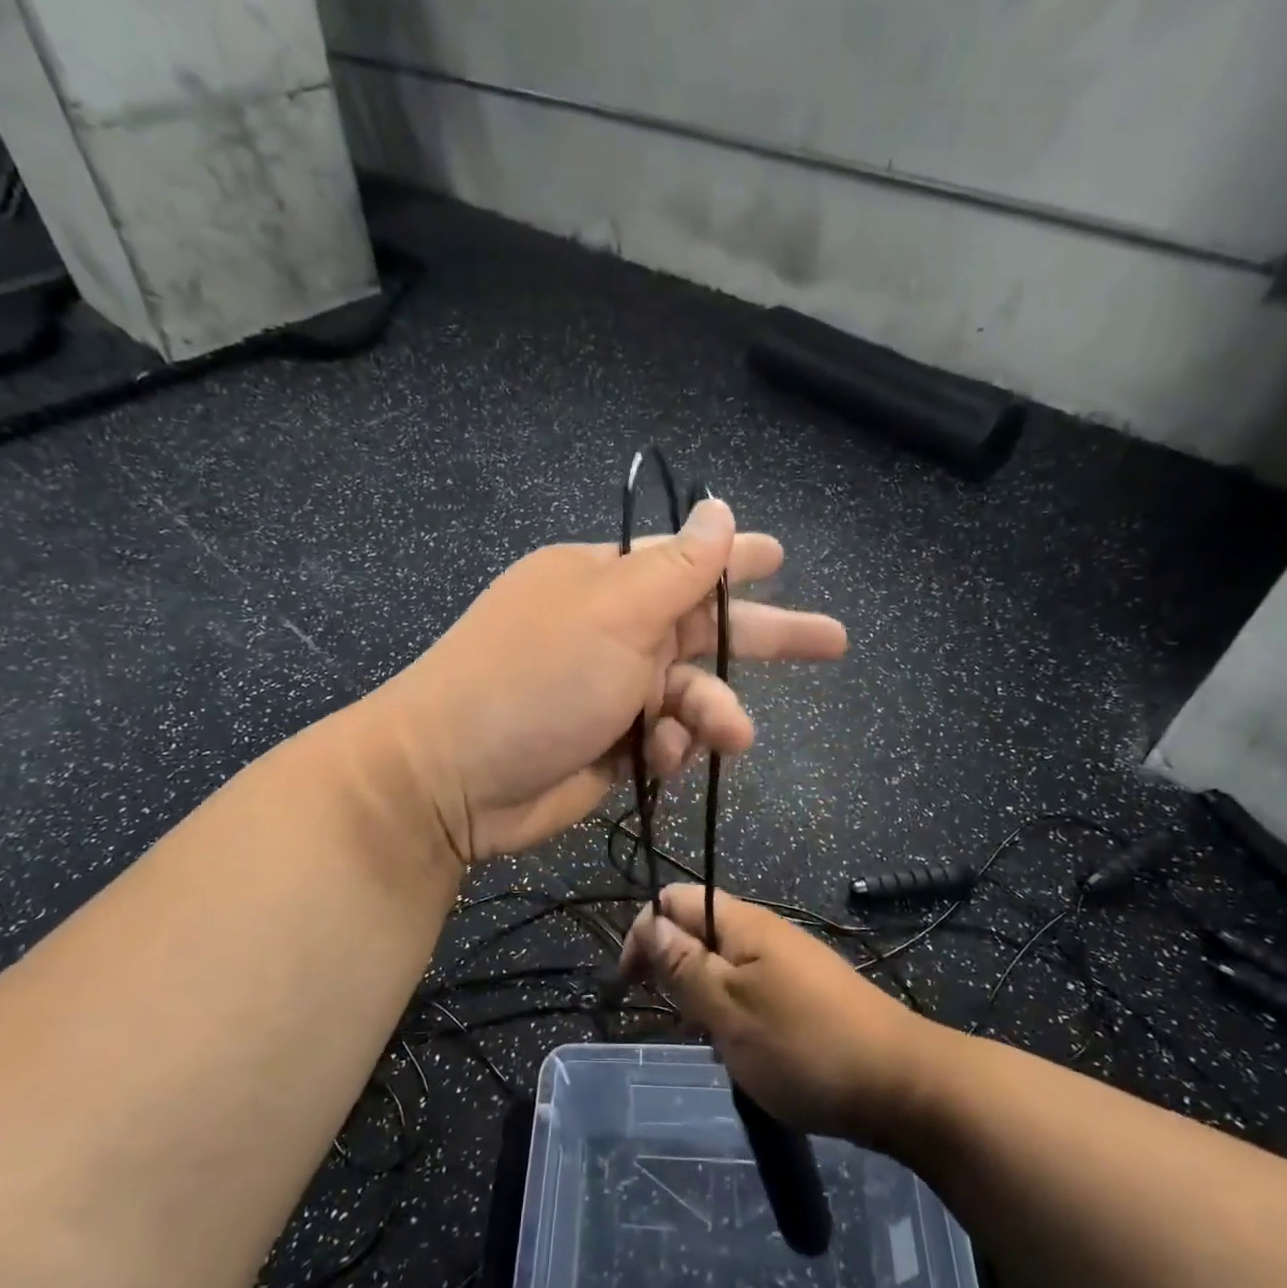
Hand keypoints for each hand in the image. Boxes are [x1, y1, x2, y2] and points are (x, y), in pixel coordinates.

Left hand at [376, 500, 846, 861]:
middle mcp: (610, 630)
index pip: (685, 560)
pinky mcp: (608, 745)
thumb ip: (677, 569)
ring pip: (690, 693)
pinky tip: (662, 758)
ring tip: (731, 736)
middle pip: (704, 627)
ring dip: (713, 713)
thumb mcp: (614, 613)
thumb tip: (719, 509)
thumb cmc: (535, 679)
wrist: (453, 778)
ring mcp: (608, 690)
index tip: (781, 556)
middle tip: (832, 642)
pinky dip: (672, 748)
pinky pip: (665, 739)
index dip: (736, 559)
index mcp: (605, 582)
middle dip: (766, 638)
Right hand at [619, 884, 929, 1144]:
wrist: (904, 1086)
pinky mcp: (805, 993)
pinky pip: (750, 988)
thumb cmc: (804, 1046)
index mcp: (742, 923)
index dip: (644, 933)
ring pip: (722, 964)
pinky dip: (731, 1012)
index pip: (673, 900)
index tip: (631, 985)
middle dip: (671, 967)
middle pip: (697, 930)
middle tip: (670, 1018)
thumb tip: (648, 922)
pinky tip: (738, 1051)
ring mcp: (788, 962)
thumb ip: (683, 965)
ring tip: (704, 1040)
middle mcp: (764, 932)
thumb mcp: (728, 1009)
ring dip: (701, 995)